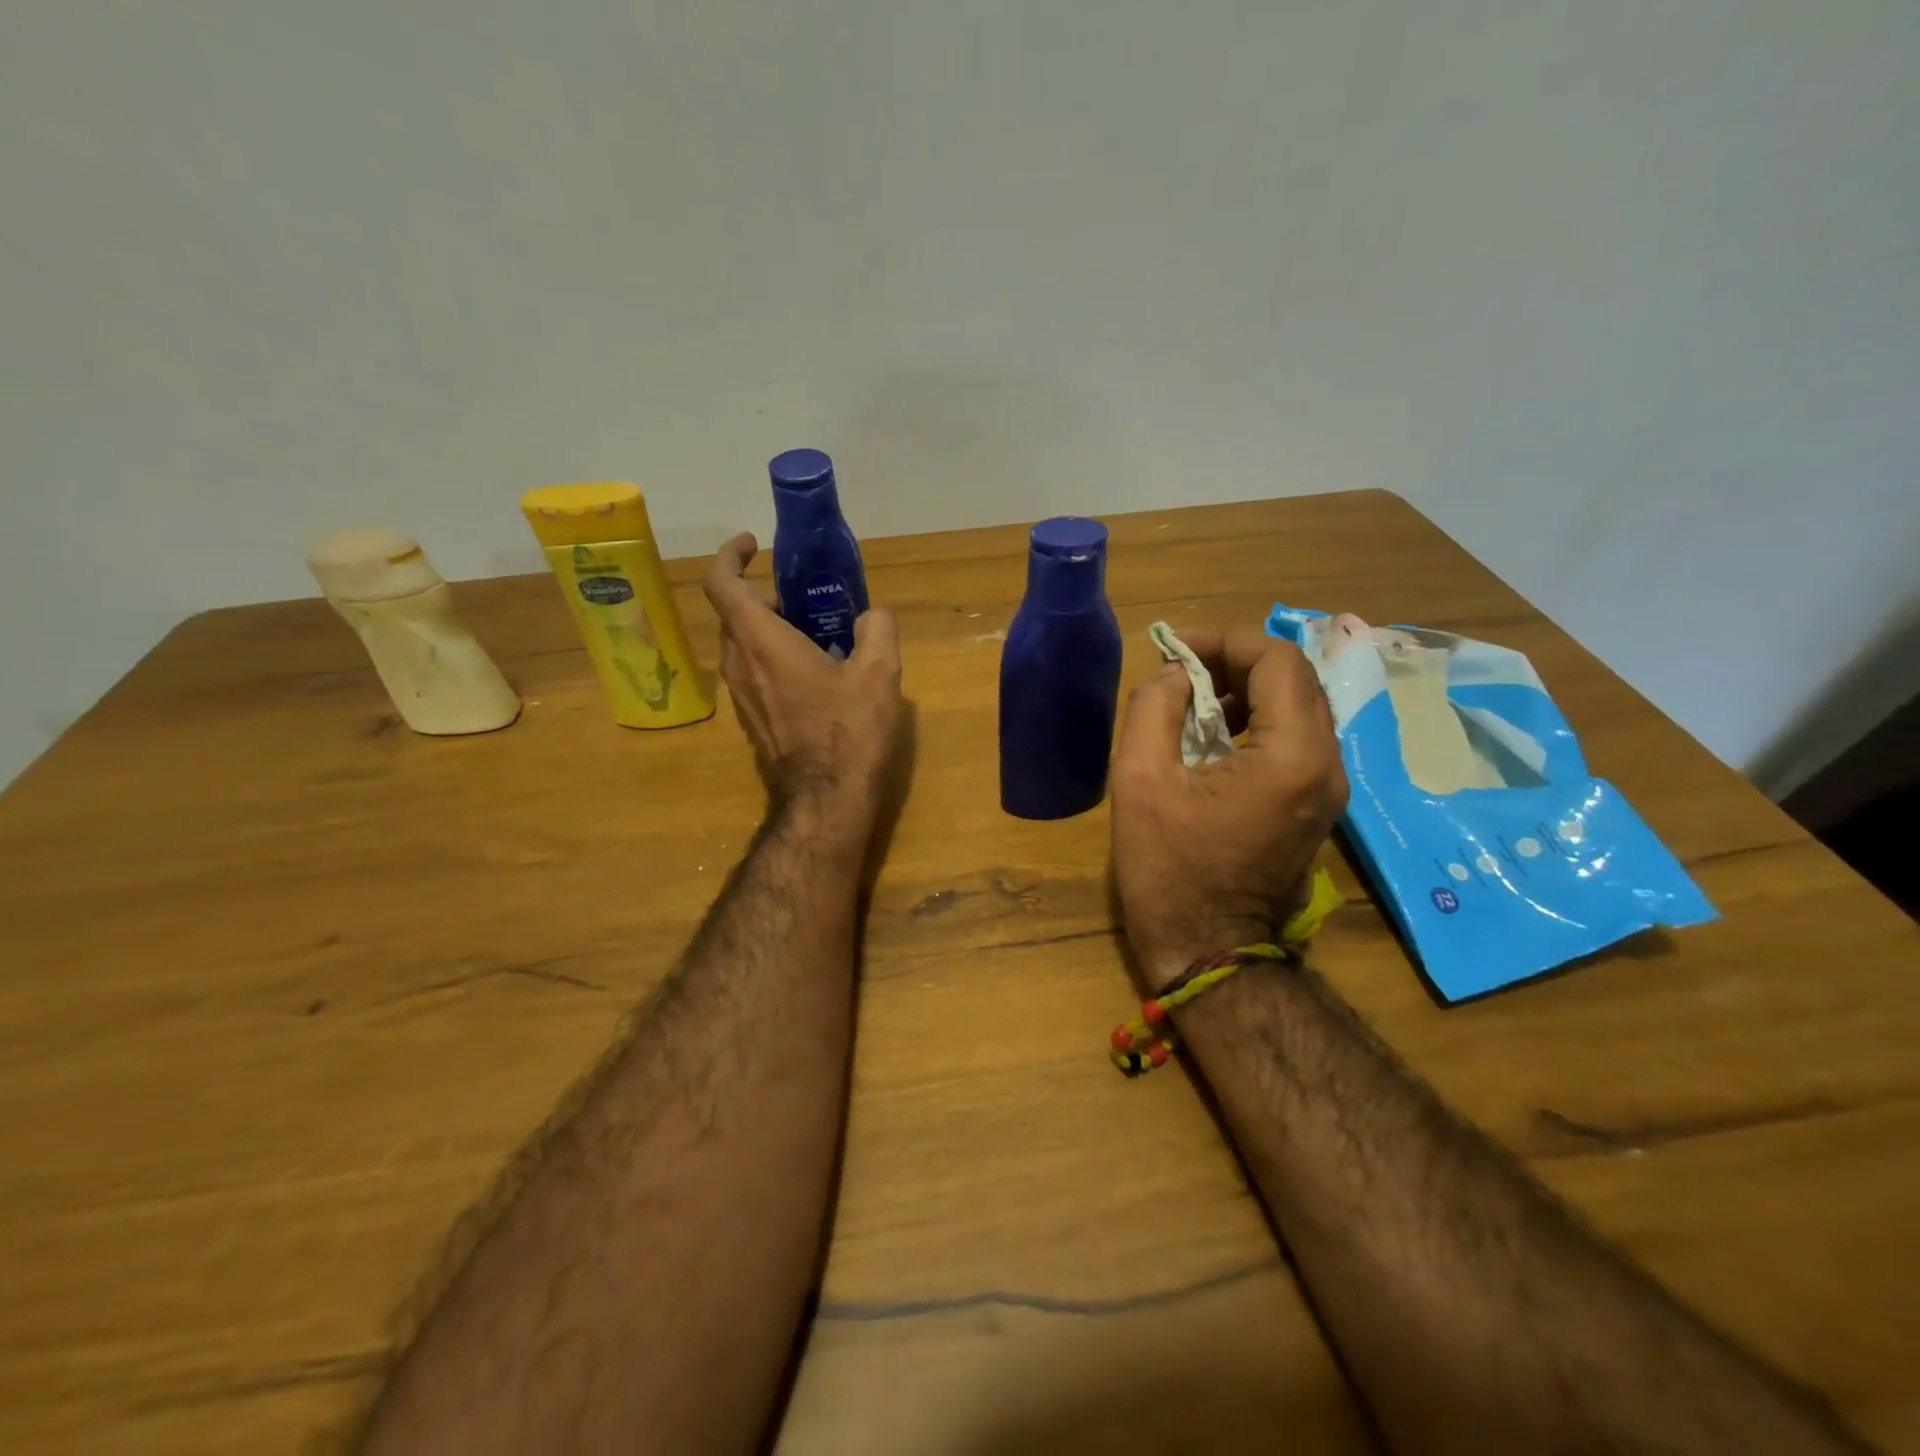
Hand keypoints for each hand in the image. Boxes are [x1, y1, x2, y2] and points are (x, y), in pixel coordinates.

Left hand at [703, 533, 903, 825]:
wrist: (826, 798)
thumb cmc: (848, 730)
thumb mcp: (879, 673)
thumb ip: (878, 629)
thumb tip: (874, 616)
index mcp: (760, 641)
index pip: (722, 583)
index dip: (730, 555)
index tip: (753, 544)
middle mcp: (738, 663)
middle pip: (734, 613)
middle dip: (763, 596)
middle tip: (803, 599)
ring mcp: (739, 695)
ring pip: (741, 645)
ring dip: (768, 629)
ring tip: (815, 637)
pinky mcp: (749, 719)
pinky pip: (750, 672)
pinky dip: (770, 658)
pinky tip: (813, 676)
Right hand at [1110, 631, 1347, 981]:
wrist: (1209, 952)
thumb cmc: (1169, 870)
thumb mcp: (1140, 780)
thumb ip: (1153, 708)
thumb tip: (1175, 676)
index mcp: (1293, 755)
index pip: (1277, 661)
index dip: (1225, 641)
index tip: (1176, 651)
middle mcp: (1327, 765)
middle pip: (1295, 680)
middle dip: (1236, 663)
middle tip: (1182, 673)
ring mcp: (1328, 789)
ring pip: (1298, 708)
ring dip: (1247, 692)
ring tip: (1192, 704)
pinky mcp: (1316, 807)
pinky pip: (1295, 741)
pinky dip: (1257, 723)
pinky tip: (1214, 740)